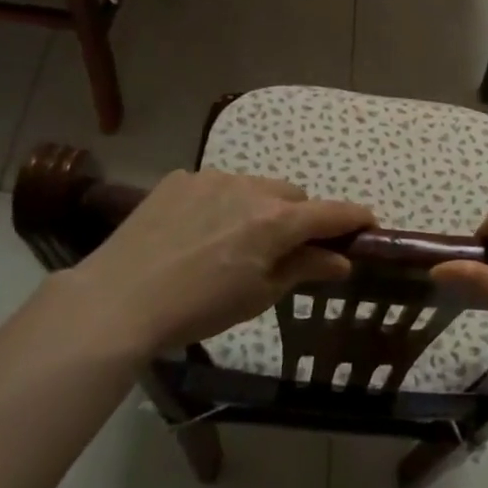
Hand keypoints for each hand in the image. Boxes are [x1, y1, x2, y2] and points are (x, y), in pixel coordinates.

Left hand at [56, 169, 374, 357]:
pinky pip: (216, 186)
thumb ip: (304, 269)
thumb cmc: (198, 308)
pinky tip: (197, 233)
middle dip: (298, 218)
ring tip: (232, 242)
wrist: (119, 300)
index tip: (369, 225)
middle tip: (282, 250)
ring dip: (258, 208)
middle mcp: (251, 188)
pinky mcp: (180, 179)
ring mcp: (212, 178)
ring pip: (255, 187)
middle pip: (293, 196)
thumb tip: (341, 261)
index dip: (356, 218)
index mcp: (276, 221)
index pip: (332, 212)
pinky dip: (220, 204)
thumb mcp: (258, 296)